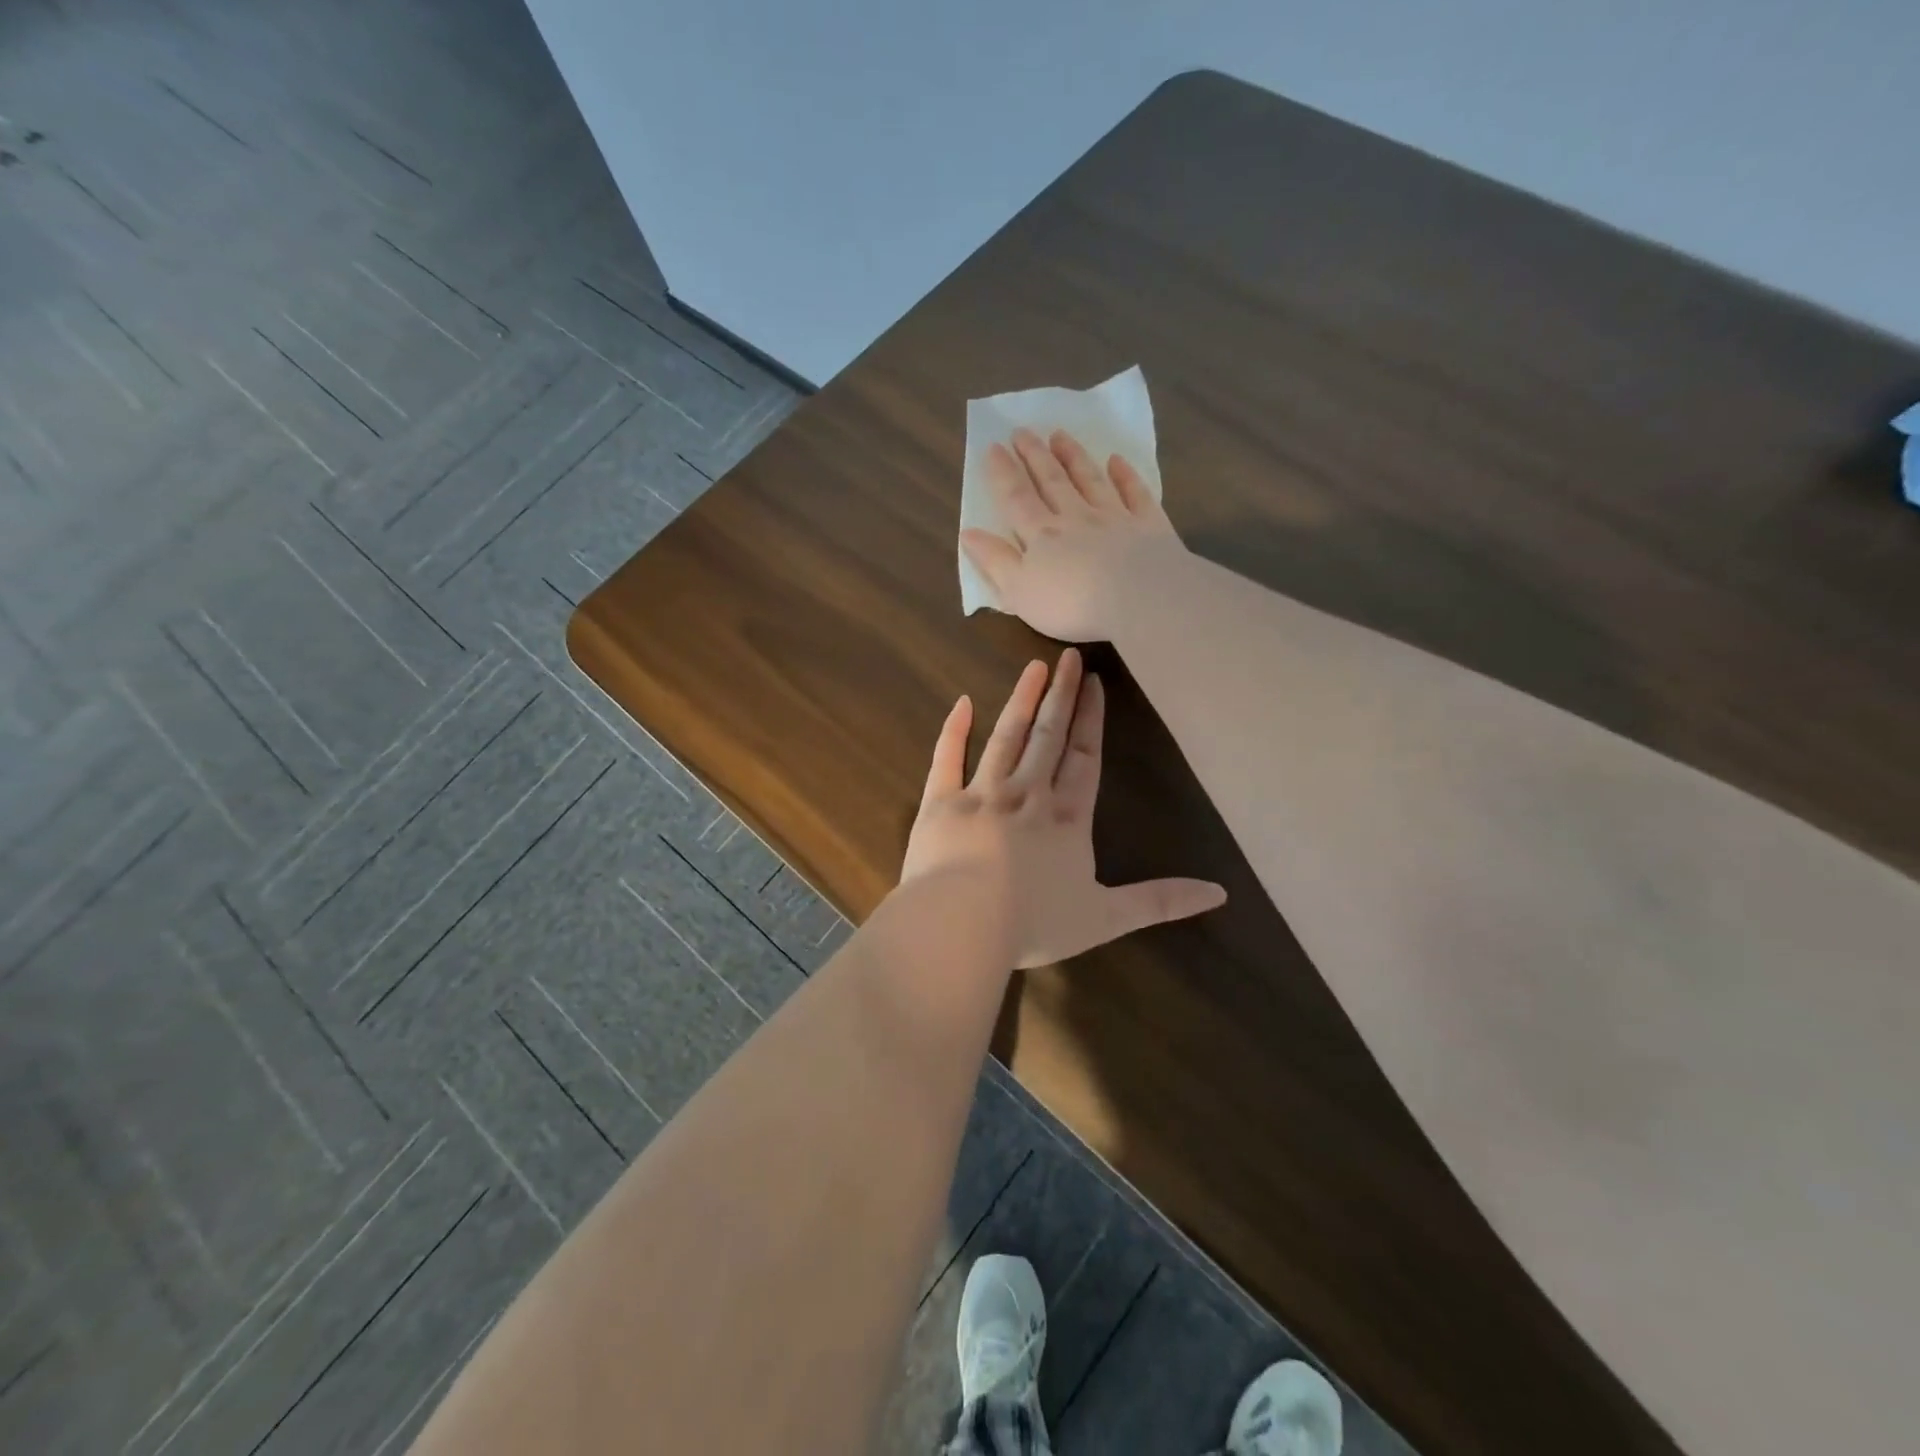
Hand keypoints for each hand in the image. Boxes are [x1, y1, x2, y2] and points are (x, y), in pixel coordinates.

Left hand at [900, 647, 1224, 968]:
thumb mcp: (1106, 918)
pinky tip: (962, 702)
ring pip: (1005, 737)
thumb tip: (1219, 893)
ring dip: (1021, 700)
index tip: (1094, 684)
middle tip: (1069, 657)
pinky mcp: (941, 803)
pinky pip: (947, 759)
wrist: (962, 924)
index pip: (1085, 758)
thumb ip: (1160, 902)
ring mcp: (982, 794)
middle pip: (1048, 736)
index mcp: (1066, 819)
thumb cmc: (1034, 922)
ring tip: (1034, 667)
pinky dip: (954, 730)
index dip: (1092, 720)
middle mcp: (1027, 795)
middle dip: (1061, 696)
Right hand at [961, 428, 1186, 641]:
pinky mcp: (1148, 526)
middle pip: (1052, 482)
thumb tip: (968, 533)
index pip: (1017, 499)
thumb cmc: (1071, 604)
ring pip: (1090, 480)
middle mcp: (1076, 518)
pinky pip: (1135, 494)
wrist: (1138, 599)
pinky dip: (1125, 476)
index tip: (993, 447)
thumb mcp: (1019, 591)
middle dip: (1035, 456)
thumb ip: (995, 561)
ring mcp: (1114, 518)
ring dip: (1073, 457)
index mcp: (1041, 536)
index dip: (1003, 473)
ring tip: (1060, 435)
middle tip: (1023, 431)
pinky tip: (1117, 461)